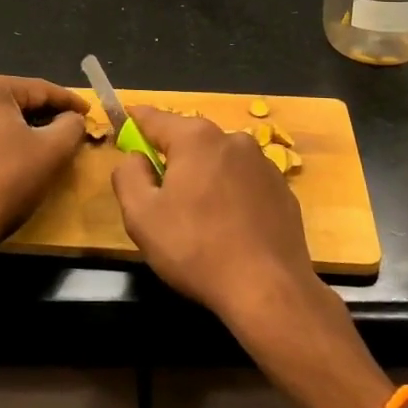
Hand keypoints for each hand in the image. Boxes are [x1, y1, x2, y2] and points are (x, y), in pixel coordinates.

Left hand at [0, 72, 87, 273]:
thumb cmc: (7, 181)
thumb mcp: (53, 150)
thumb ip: (71, 125)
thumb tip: (72, 119)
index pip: (39, 89)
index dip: (69, 101)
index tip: (89, 112)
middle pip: (14, 101)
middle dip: (44, 115)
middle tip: (70, 128)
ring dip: (21, 129)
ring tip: (46, 143)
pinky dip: (0, 141)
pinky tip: (15, 158)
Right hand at [111, 107, 337, 353]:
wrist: (268, 289)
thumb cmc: (195, 248)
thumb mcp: (141, 215)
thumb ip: (128, 176)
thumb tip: (135, 157)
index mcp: (196, 139)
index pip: (155, 118)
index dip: (135, 121)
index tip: (124, 122)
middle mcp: (233, 140)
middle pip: (190, 140)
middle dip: (172, 158)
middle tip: (159, 193)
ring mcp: (264, 164)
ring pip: (219, 162)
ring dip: (204, 177)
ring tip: (197, 218)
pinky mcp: (283, 190)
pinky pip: (244, 183)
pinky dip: (231, 195)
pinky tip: (228, 228)